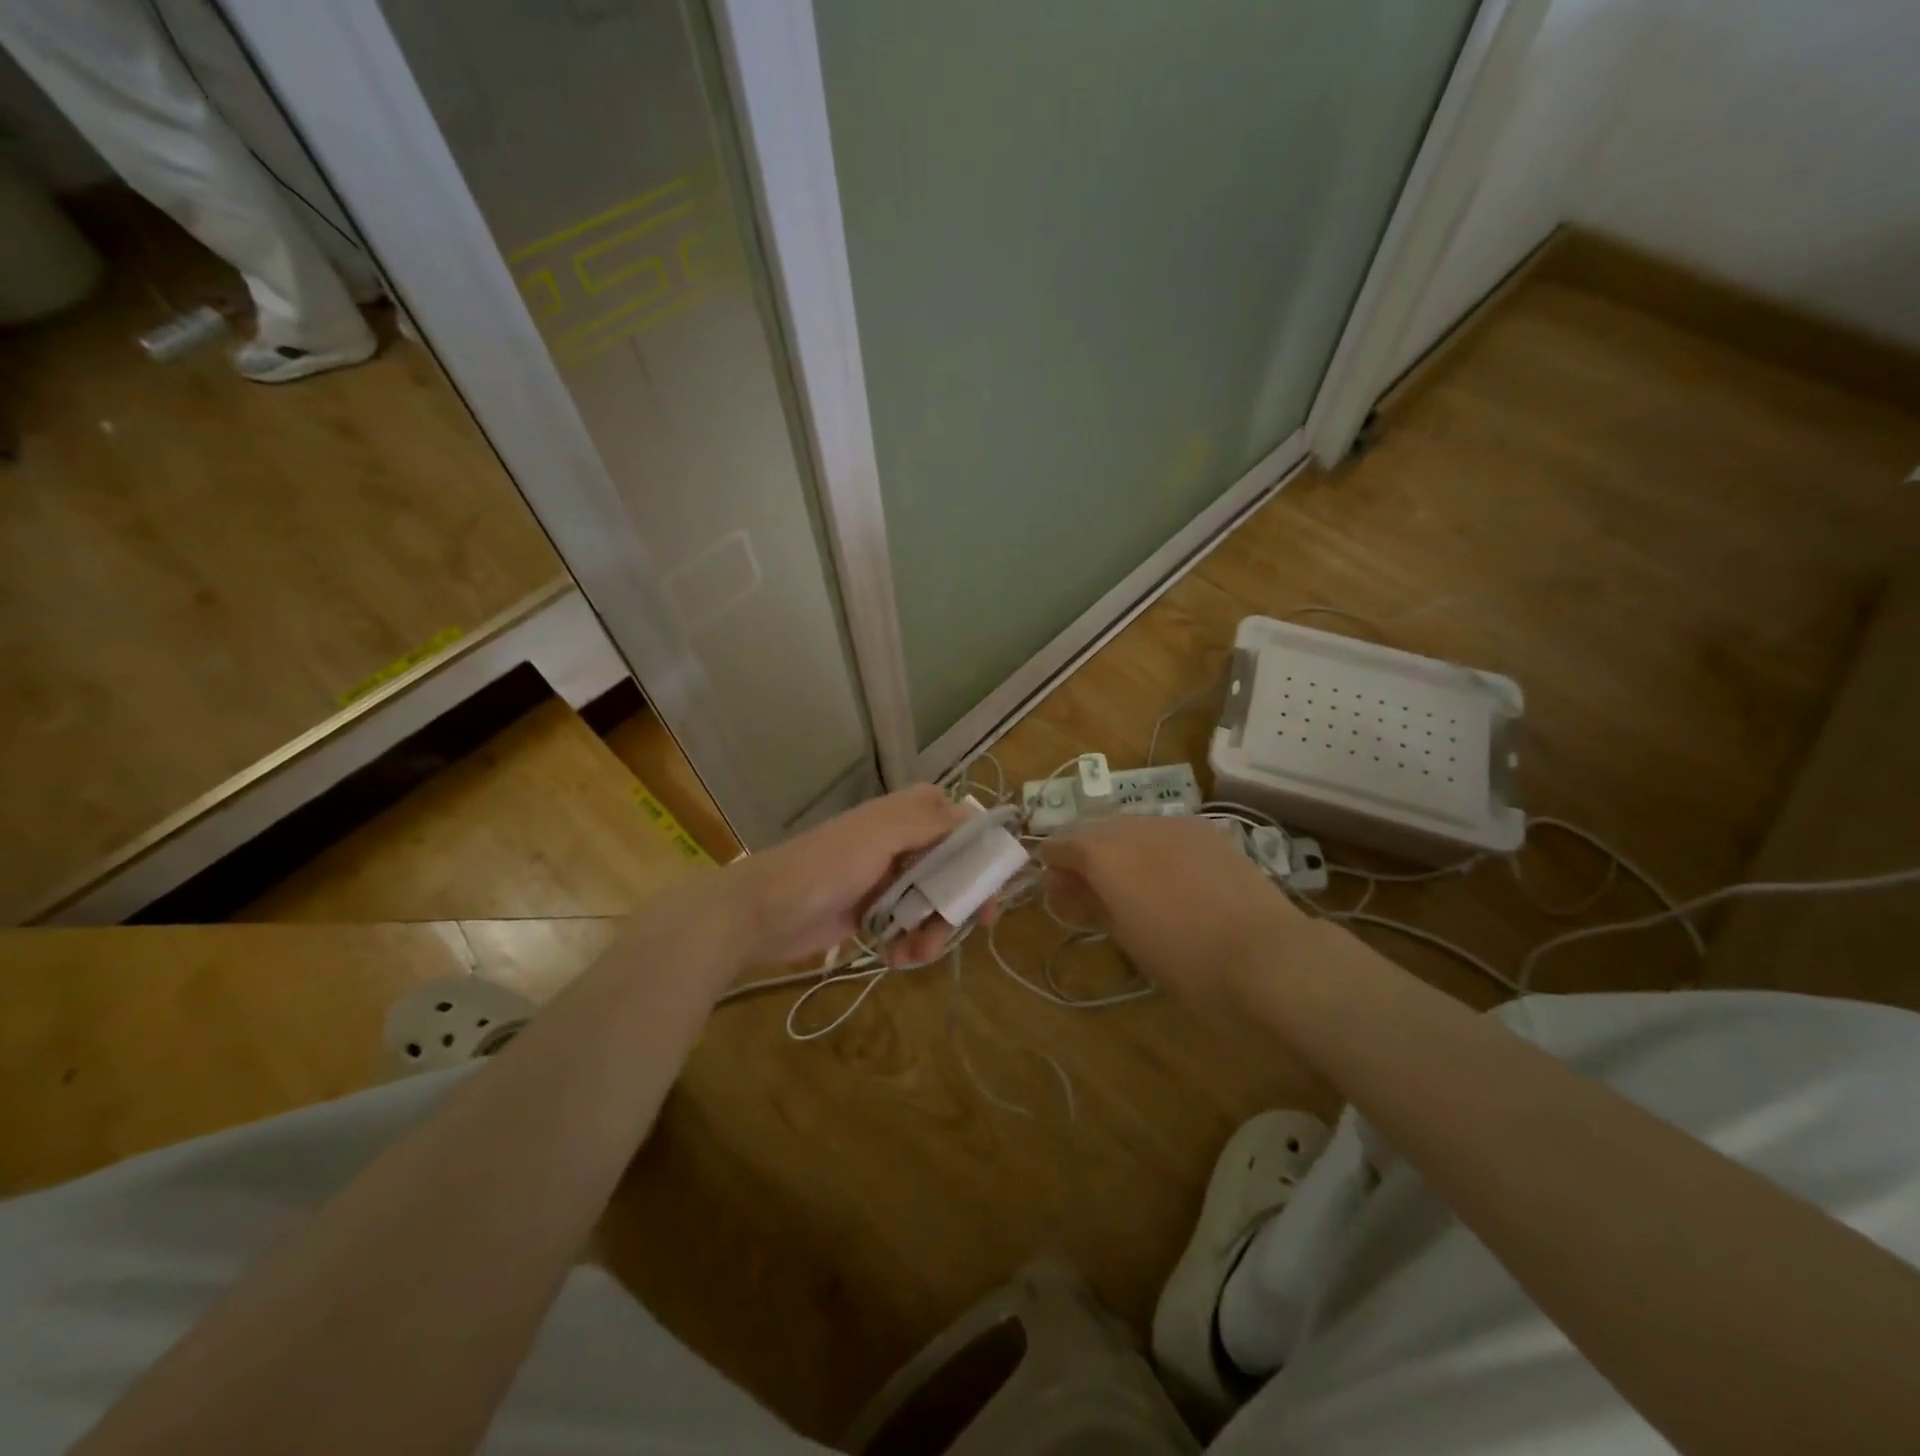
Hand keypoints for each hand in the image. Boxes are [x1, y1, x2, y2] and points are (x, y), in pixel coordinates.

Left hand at [732, 784, 980, 968]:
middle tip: (977, 925)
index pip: (957, 821)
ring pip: (933, 902)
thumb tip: (976, 818)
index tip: (995, 878)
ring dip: (935, 929)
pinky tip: (898, 958)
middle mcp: (899, 844)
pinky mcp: (871, 914)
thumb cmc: (826, 866)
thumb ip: (931, 822)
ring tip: (919, 952)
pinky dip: (910, 944)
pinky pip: (907, 927)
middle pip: (952, 867)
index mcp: (903, 817)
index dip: (980, 846)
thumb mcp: (881, 834)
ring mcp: (885, 881)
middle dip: (962, 898)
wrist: (763, 912)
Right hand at [1040, 816, 1304, 1009]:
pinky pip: (1162, 830)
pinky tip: (1165, 875)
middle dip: (1084, 854)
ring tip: (1128, 884)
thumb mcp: (1125, 936)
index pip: (1062, 844)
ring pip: (1129, 826)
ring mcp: (1173, 823)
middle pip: (1094, 829)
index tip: (1054, 888)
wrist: (1266, 955)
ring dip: (1118, 848)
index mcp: (1105, 853)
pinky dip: (1151, 847)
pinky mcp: (1205, 830)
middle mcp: (1134, 826)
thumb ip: (1088, 901)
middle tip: (1087, 892)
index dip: (1053, 863)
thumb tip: (1063, 884)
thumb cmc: (1185, 960)